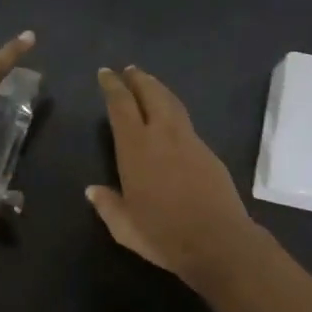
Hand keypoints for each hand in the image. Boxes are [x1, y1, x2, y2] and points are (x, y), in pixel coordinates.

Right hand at [87, 66, 260, 286]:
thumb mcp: (125, 228)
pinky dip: (174, 109)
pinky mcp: (208, 151)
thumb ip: (108, 205)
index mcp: (136, 148)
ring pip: (172, 103)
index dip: (112, 86)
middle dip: (137, 79)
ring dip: (158, 89)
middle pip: (150, 94)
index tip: (106, 73)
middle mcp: (162, 135)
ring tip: (148, 83)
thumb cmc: (164, 235)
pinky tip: (171, 118)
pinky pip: (186, 121)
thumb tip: (93, 190)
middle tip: (128, 70)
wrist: (218, 241)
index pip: (121, 106)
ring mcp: (189, 140)